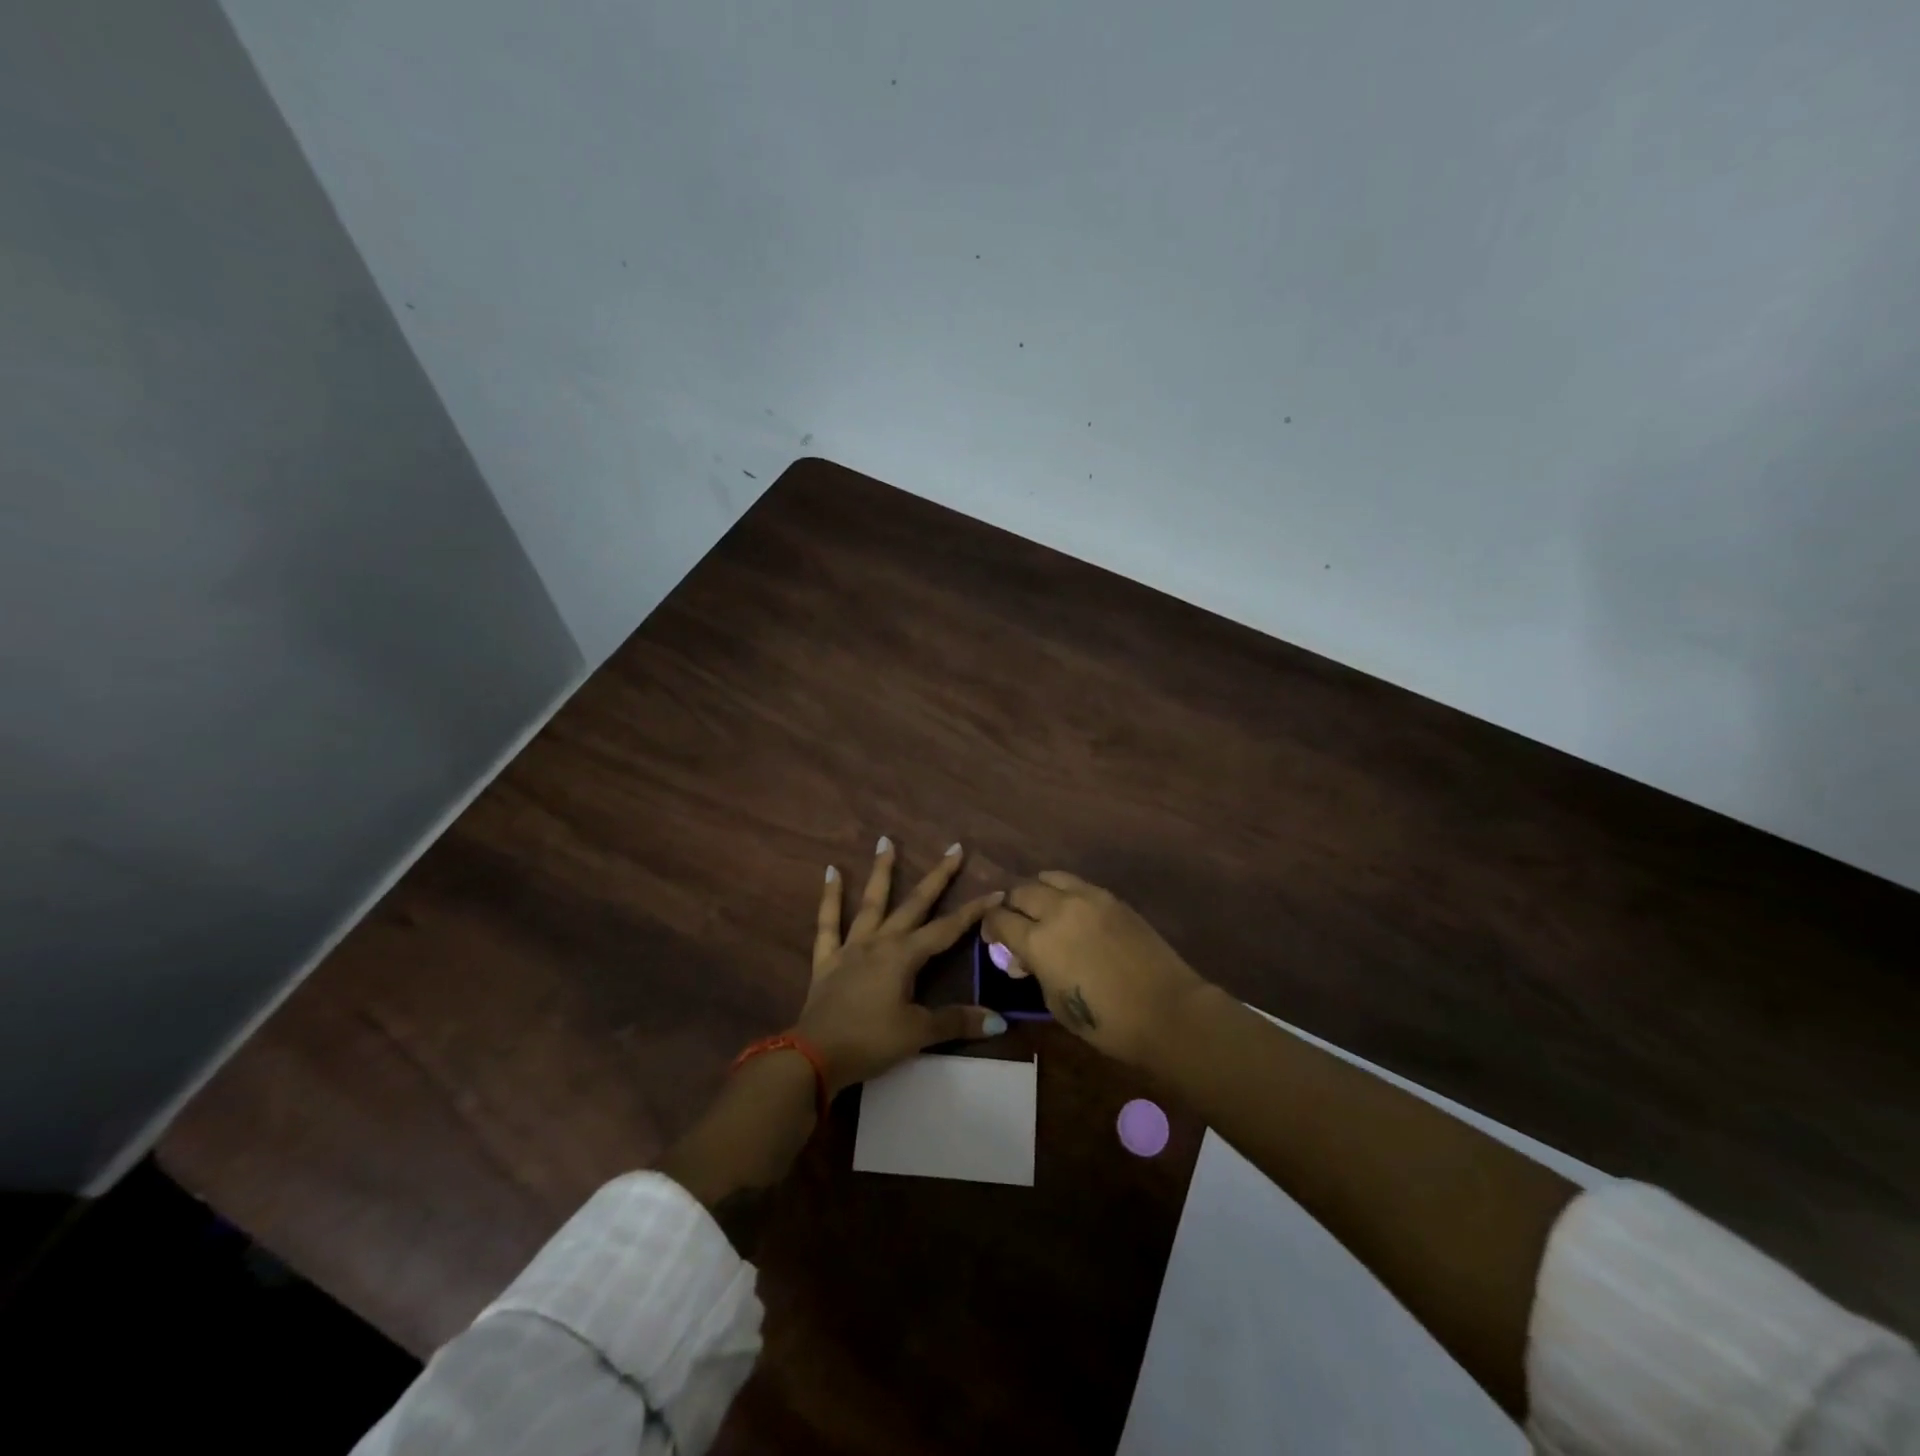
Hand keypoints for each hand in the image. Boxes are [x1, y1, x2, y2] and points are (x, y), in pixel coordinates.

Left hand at [798, 837, 1007, 1092]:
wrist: (814, 1056)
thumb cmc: (871, 1042)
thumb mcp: (919, 1034)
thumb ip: (957, 1022)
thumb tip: (1000, 1022)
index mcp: (905, 956)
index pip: (948, 929)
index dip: (974, 912)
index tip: (997, 892)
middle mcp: (880, 942)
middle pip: (914, 904)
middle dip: (937, 876)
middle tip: (954, 847)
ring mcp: (851, 947)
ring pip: (871, 902)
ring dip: (881, 872)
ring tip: (886, 841)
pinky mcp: (827, 959)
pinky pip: (827, 923)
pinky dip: (830, 897)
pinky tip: (830, 871)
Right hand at [982, 872, 1206, 1066]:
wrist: (1166, 1010)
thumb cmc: (1106, 1022)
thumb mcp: (1054, 1003)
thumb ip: (1035, 971)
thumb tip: (1025, 958)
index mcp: (1038, 941)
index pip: (998, 919)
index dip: (990, 928)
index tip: (994, 939)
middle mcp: (1057, 910)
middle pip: (1020, 891)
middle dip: (1011, 907)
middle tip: (1016, 924)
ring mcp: (1087, 898)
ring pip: (1047, 878)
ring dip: (1038, 892)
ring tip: (1043, 910)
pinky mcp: (1111, 897)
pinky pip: (1076, 883)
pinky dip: (1064, 892)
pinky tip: (1071, 910)